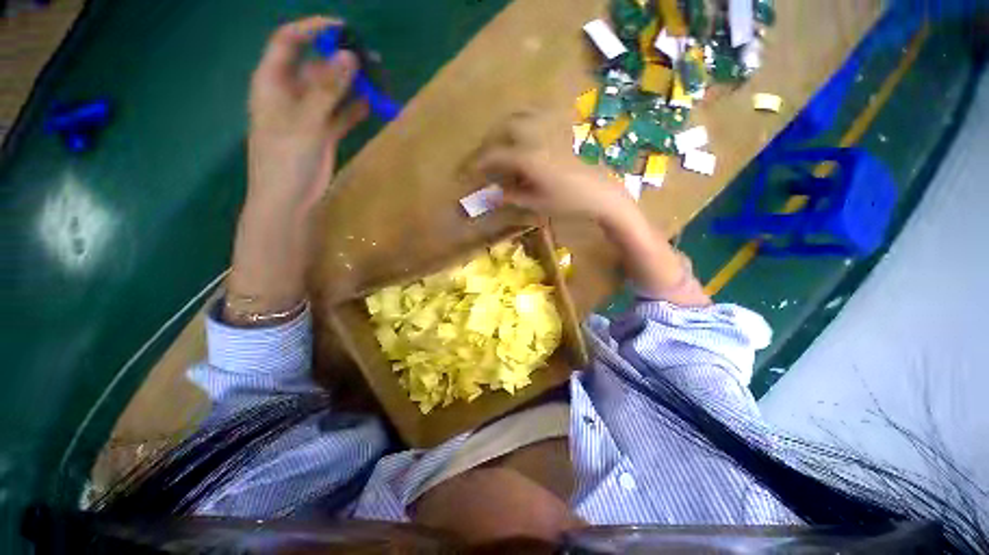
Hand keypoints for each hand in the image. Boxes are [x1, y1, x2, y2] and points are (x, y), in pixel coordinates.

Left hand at [247, 16, 368, 218]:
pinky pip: (340, 114)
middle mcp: (289, 93)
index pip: (288, 41)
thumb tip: (349, 57)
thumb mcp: (305, 121)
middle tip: (368, 60)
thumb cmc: (286, 158)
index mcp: (272, 81)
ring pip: (331, 90)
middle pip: (314, 65)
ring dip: (351, 85)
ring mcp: (308, 114)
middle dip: (339, 59)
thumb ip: (327, 90)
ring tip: (375, 80)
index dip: (312, 29)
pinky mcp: (322, 132)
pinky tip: (372, 106)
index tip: (343, 29)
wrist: (288, 198)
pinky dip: (355, 109)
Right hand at [475, 113, 633, 221]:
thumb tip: (493, 193)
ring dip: (507, 127)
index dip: (479, 163)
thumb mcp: (537, 203)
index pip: (495, 156)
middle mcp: (537, 136)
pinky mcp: (566, 125)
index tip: (469, 171)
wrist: (603, 193)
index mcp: (528, 158)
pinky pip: (542, 113)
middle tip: (486, 157)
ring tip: (503, 142)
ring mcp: (553, 127)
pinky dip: (528, 120)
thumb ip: (512, 195)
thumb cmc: (569, 202)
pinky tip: (528, 132)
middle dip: (490, 142)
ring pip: (522, 115)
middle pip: (504, 128)